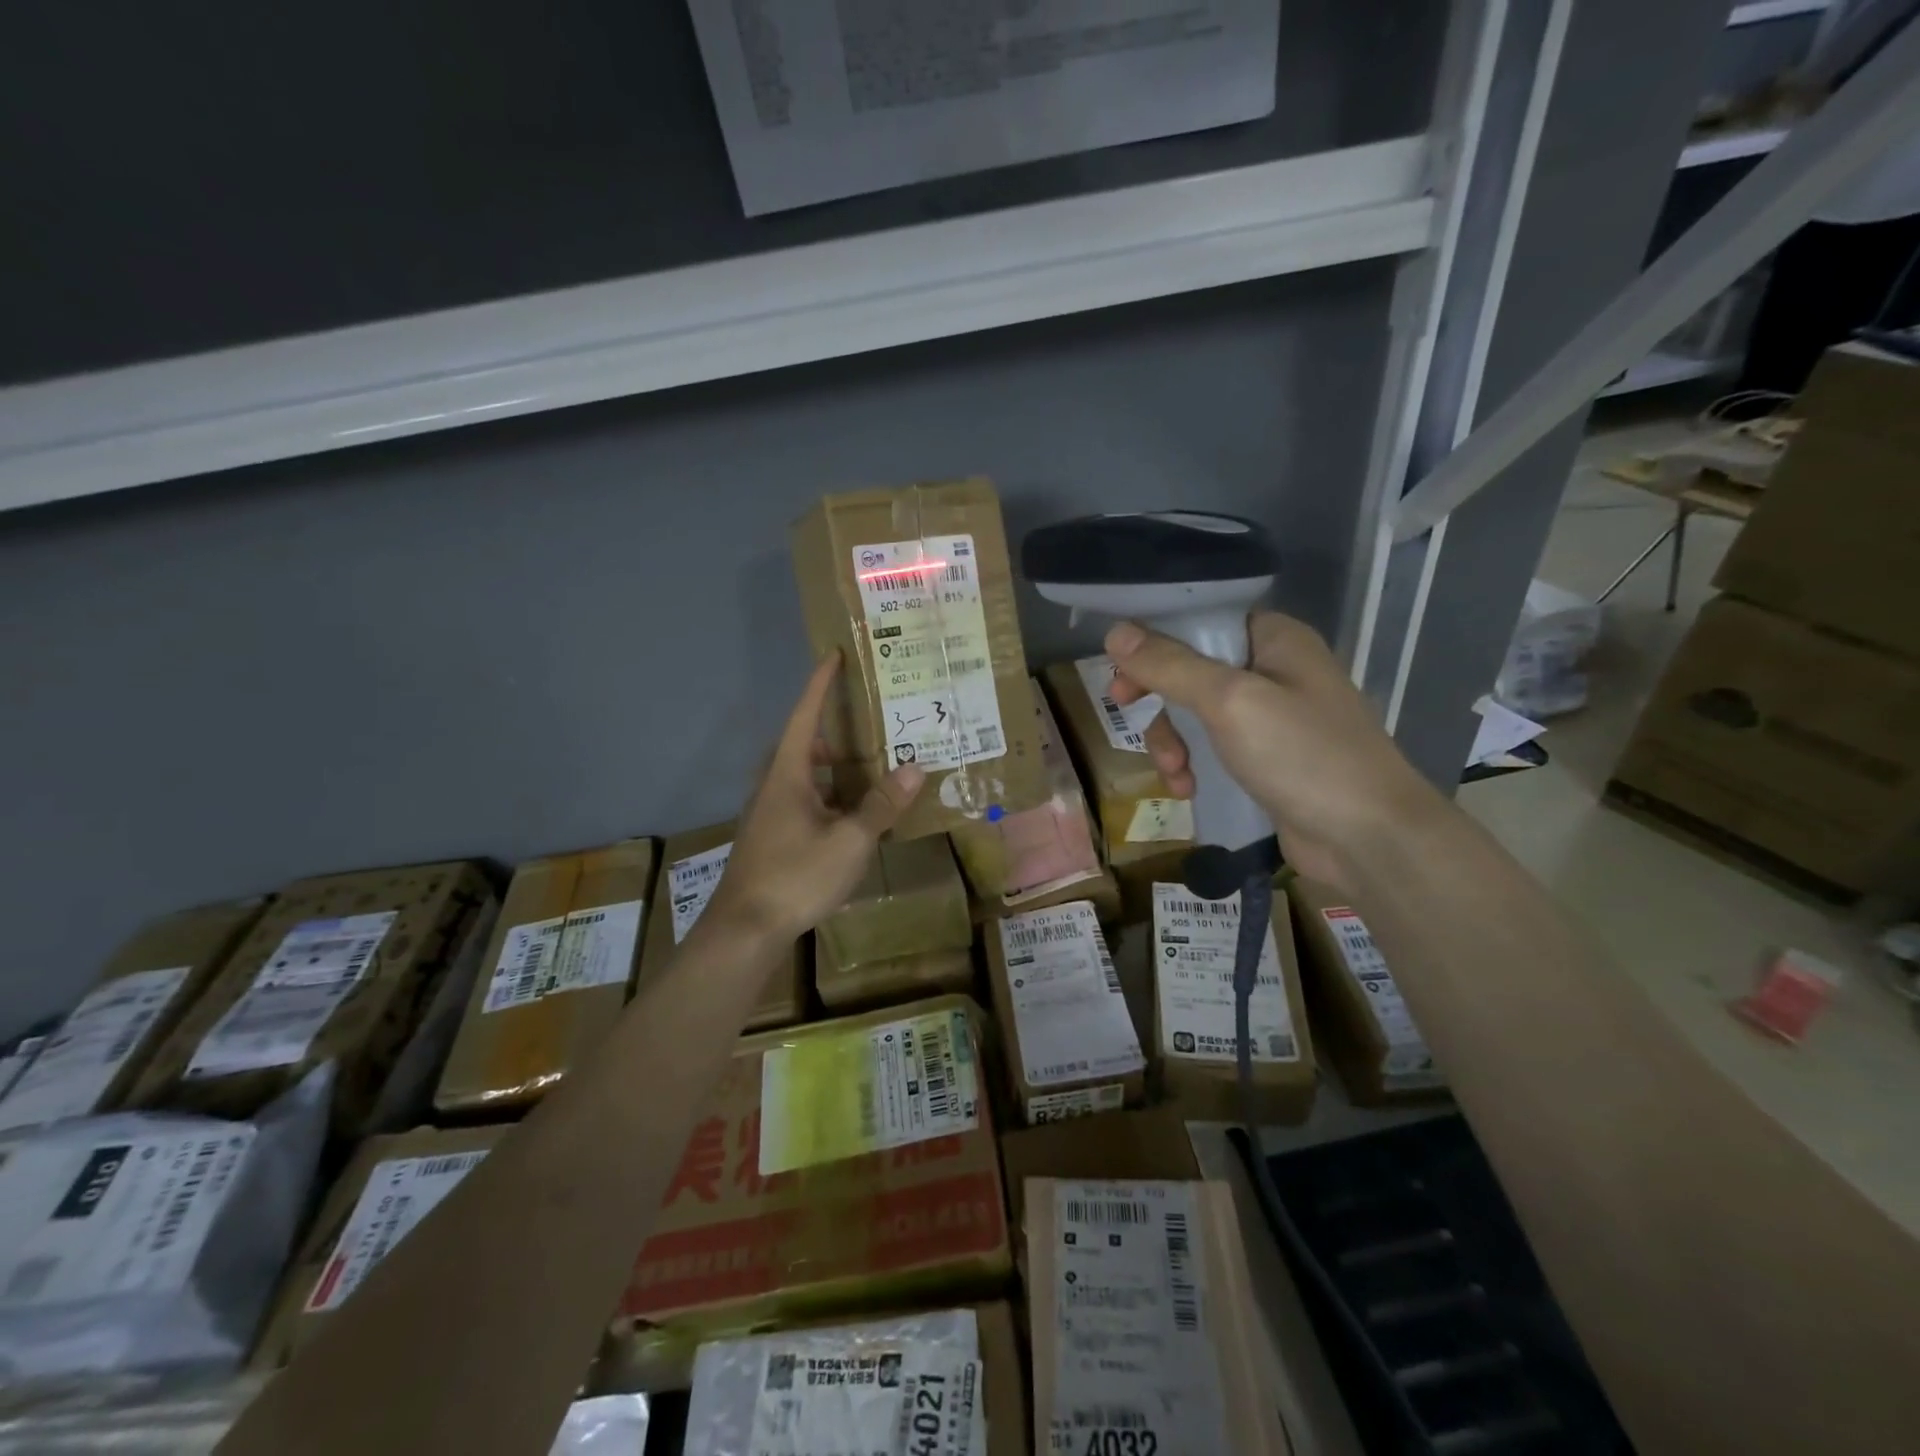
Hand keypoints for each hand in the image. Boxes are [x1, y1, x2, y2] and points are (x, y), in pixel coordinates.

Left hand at [708, 653, 924, 941]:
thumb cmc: (796, 875)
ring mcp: (771, 812)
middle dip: (836, 729)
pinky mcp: (773, 836)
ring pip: (806, 776)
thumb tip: (915, 768)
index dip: (820, 684)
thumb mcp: (849, 840)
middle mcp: (775, 785)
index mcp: (788, 773)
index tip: (834, 655)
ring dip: (836, 768)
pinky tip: (856, 816)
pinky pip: (806, 801)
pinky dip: (831, 796)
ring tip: (873, 766)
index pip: (805, 715)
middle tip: (872, 720)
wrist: (745, 929)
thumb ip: (881, 805)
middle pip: (805, 744)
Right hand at [1105, 613, 1445, 892]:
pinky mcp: (1268, 759)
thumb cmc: (1303, 755)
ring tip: (1173, 773)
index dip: (1155, 640)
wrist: (1369, 839)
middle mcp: (1274, 670)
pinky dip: (1194, 765)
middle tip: (1127, 713)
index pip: (1201, 620)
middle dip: (1159, 698)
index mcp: (1274, 639)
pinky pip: (1213, 748)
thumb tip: (1115, 633)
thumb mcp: (1229, 702)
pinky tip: (1188, 790)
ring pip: (1196, 713)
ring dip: (1173, 741)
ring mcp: (1272, 717)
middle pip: (1191, 668)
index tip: (1122, 671)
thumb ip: (1170, 666)